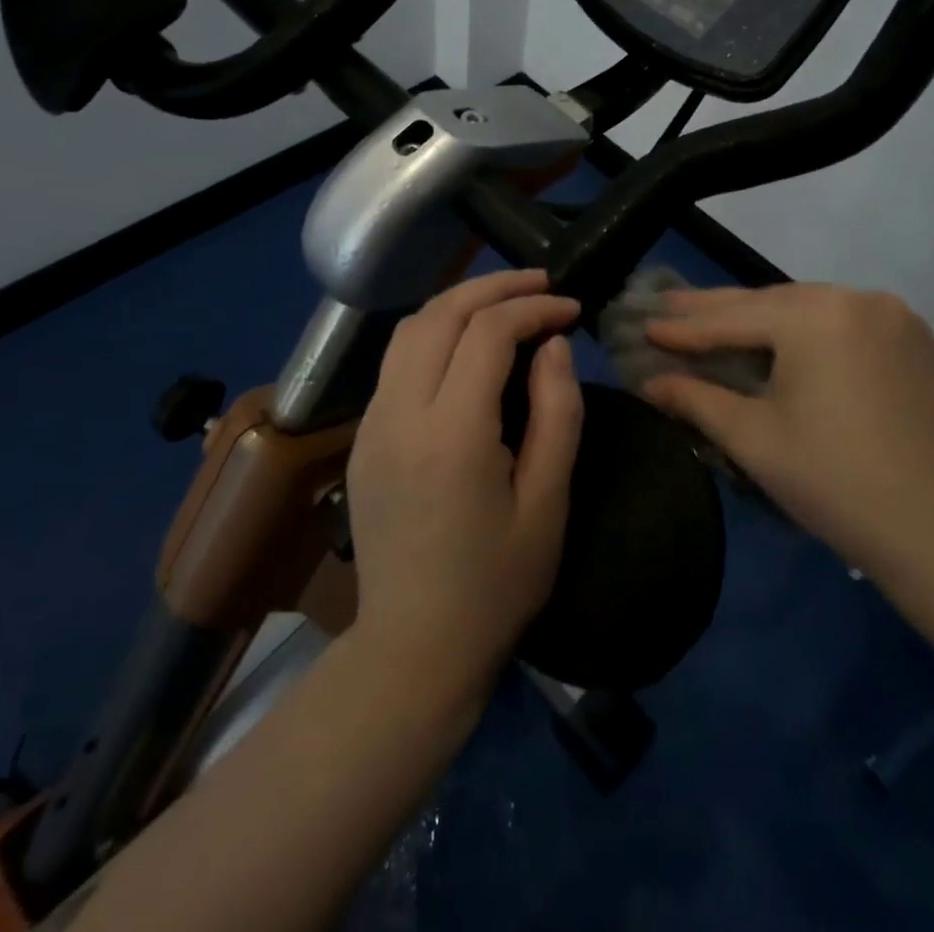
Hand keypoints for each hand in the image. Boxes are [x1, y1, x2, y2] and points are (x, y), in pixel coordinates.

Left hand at [345, 270, 583, 697]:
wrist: (413, 648)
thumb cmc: (496, 584)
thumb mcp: (549, 502)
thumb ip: (557, 413)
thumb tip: (554, 344)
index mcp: (450, 433)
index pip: (487, 332)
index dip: (533, 308)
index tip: (571, 309)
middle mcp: (399, 414)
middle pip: (439, 314)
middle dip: (494, 287)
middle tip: (542, 285)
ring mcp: (371, 424)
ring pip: (408, 330)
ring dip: (459, 304)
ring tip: (507, 303)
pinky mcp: (362, 438)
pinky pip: (396, 362)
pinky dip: (435, 334)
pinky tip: (467, 347)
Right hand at [642, 284, 933, 571]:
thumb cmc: (834, 481)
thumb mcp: (753, 437)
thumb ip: (696, 399)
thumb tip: (648, 382)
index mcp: (815, 316)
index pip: (733, 319)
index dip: (684, 328)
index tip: (643, 325)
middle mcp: (854, 298)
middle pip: (769, 303)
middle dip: (715, 310)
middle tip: (667, 308)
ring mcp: (889, 314)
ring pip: (804, 308)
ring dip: (758, 316)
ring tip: (711, 319)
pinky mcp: (909, 336)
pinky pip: (838, 320)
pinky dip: (801, 327)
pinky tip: (774, 335)